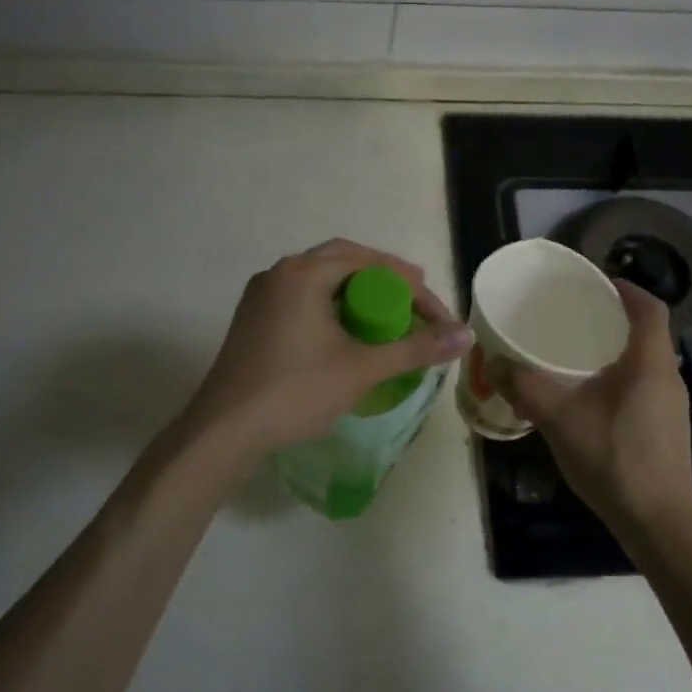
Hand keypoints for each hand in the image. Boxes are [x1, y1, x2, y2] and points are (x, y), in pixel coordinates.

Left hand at [182, 239, 471, 459]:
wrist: (224, 430)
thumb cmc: (295, 393)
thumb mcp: (361, 369)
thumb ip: (415, 349)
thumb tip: (466, 336)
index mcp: (304, 273)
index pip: (372, 263)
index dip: (413, 288)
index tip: (439, 317)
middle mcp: (280, 272)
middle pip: (344, 260)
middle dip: (385, 278)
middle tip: (416, 300)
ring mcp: (262, 294)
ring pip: (320, 278)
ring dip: (357, 289)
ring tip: (387, 313)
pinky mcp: (253, 317)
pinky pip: (302, 296)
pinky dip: (332, 303)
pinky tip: (346, 329)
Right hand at [494, 280, 691, 539]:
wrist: (656, 522)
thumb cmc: (612, 458)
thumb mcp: (558, 418)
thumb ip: (524, 386)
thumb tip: (493, 361)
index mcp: (649, 364)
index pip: (650, 309)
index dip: (627, 289)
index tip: (598, 281)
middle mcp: (668, 378)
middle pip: (647, 334)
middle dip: (614, 319)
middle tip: (576, 316)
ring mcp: (671, 407)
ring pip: (645, 363)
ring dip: (616, 351)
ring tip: (577, 354)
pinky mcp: (666, 430)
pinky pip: (644, 387)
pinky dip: (620, 378)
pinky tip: (590, 398)